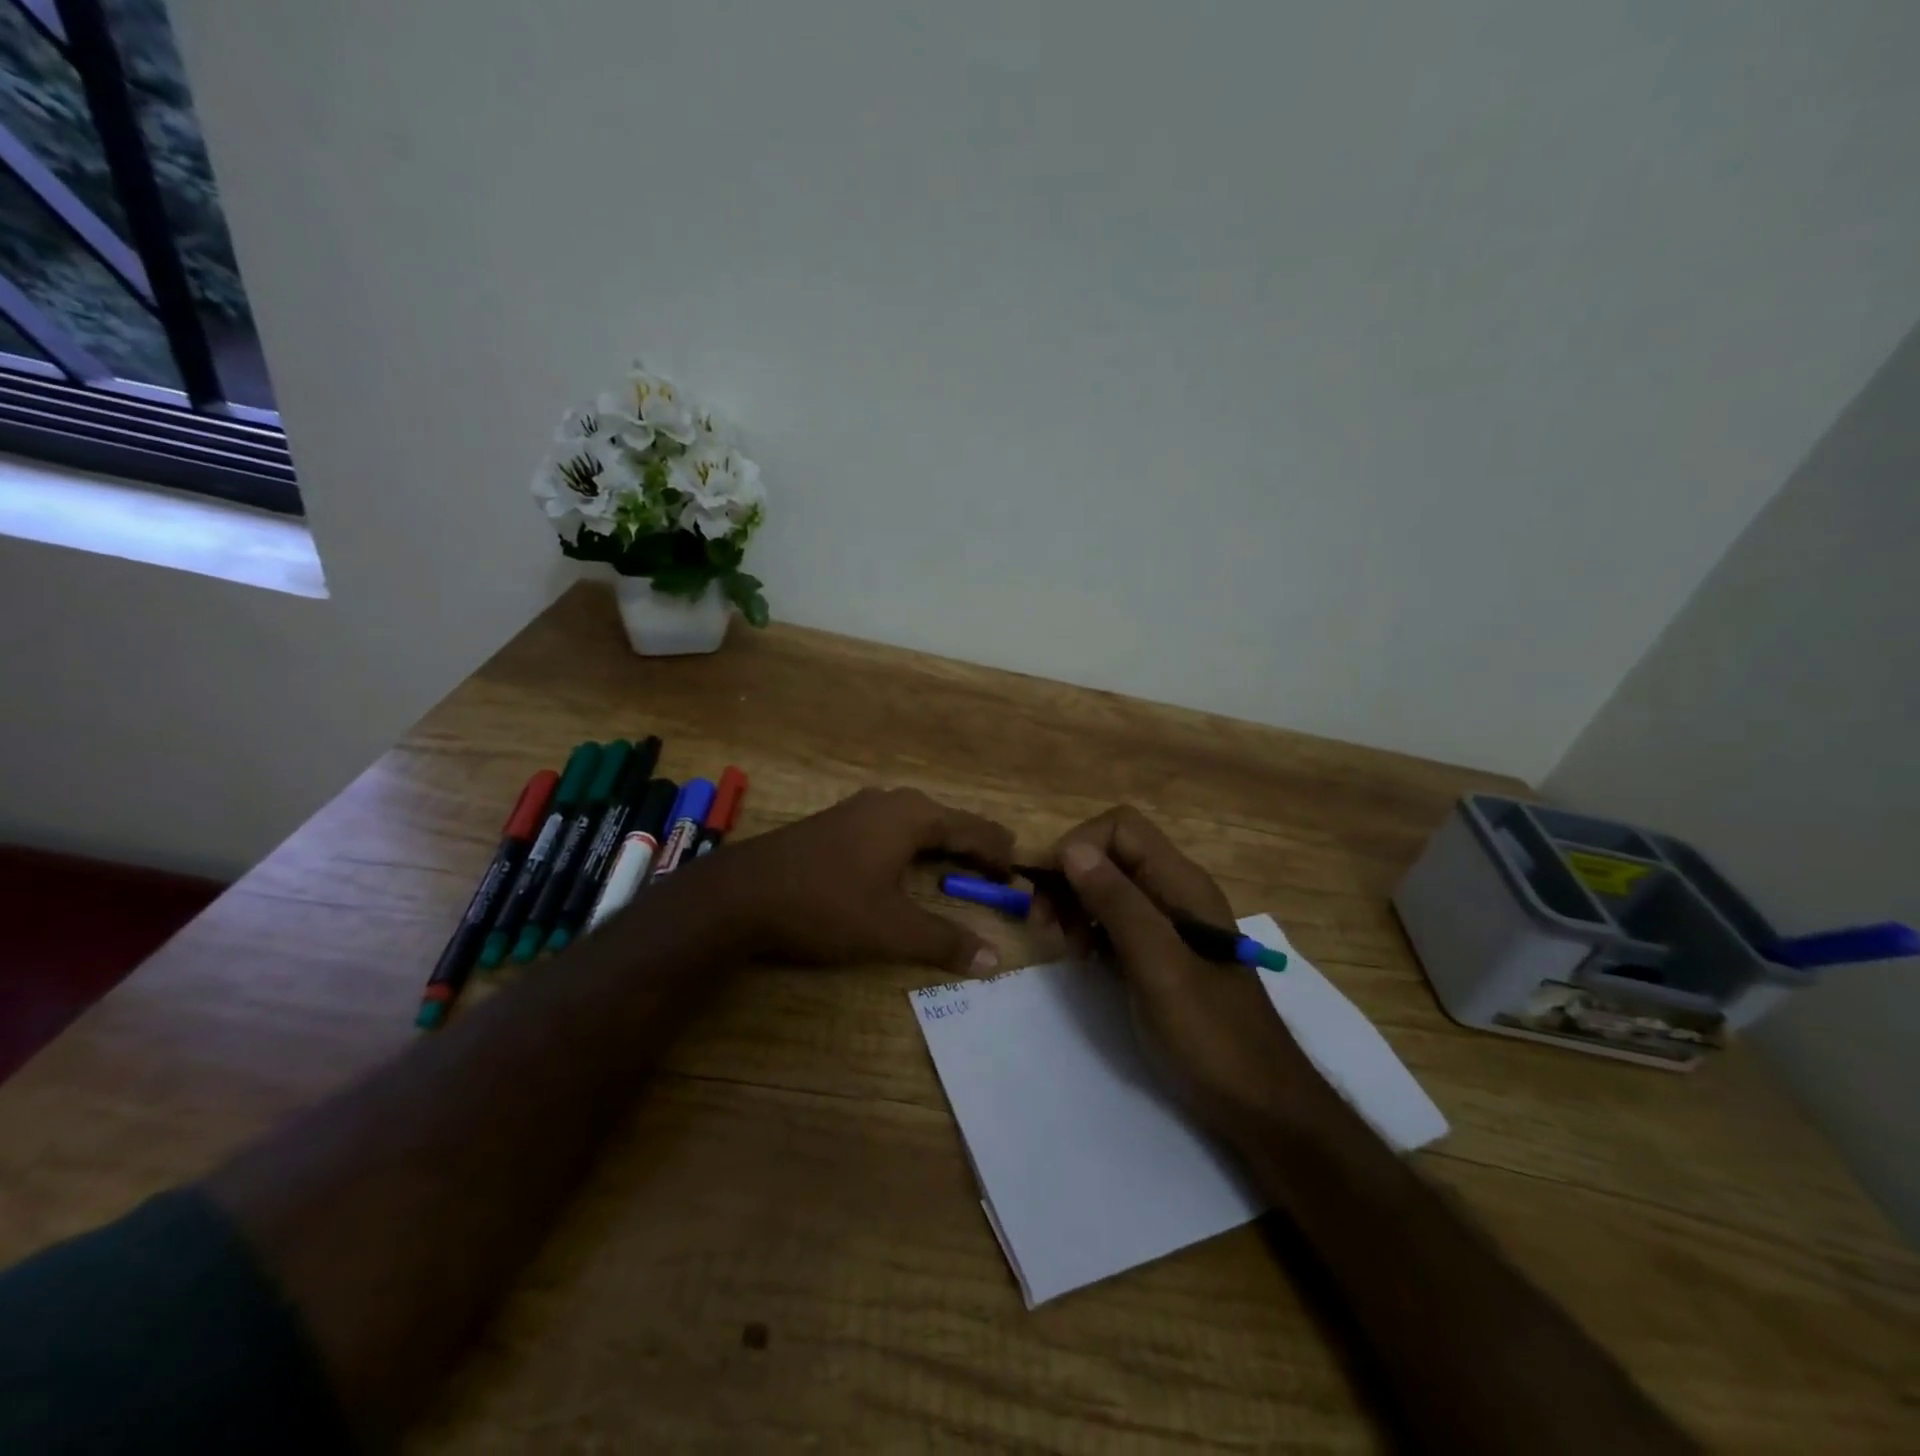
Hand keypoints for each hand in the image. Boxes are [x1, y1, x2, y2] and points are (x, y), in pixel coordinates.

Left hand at [716, 787, 1014, 975]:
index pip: (971, 829)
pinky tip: (908, 861)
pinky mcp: (836, 822)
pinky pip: (892, 827)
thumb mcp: (890, 928)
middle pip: (946, 820)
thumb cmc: (825, 904)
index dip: (998, 851)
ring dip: (943, 842)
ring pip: (917, 822)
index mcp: (912, 817)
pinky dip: (914, 844)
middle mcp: (890, 802)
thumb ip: (944, 941)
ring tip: (963, 862)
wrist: (742, 893)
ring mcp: (859, 809)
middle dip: (974, 844)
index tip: (1020, 871)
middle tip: (999, 867)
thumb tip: (994, 960)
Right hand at [1039, 806, 1324, 1135]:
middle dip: (1070, 878)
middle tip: (1046, 924)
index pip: (1120, 828)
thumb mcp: (1159, 966)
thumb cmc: (1211, 1034)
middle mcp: (1174, 891)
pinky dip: (1089, 929)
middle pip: (1110, 853)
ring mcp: (1168, 922)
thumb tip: (1071, 849)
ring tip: (1067, 947)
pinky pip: (1114, 919)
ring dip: (1075, 905)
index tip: (1048, 889)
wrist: (1258, 1101)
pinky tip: (1084, 958)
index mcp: (1181, 883)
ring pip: (1107, 885)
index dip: (1078, 846)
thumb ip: (1118, 904)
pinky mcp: (1158, 951)